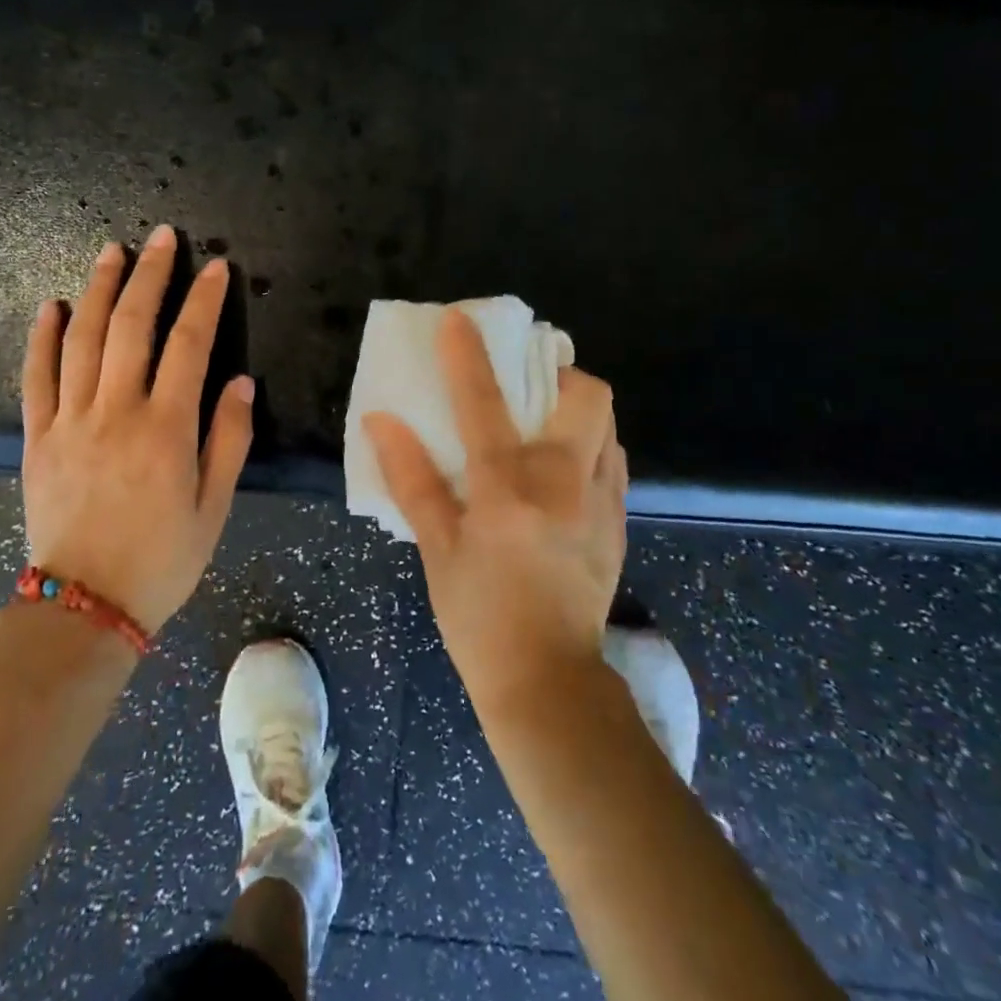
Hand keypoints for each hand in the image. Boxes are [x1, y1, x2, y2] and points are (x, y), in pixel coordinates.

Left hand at [20, 226, 254, 633]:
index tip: (216, 268)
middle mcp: (116, 412)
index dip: (204, 301)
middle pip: (132, 326)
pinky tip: (50, 305)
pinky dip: (42, 337)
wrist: (84, 607)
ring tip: (112, 251)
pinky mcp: (37, 437)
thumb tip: (239, 381)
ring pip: (82, 339)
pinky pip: (36, 377)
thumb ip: (229, 440)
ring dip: (98, 289)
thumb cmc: (162, 559)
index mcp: (166, 429)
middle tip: (162, 239)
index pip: (189, 345)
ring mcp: (70, 421)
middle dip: (150, 276)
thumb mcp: (215, 508)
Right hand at [363, 307, 627, 703]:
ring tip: (546, 419)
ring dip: (578, 407)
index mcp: (507, 490)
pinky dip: (592, 445)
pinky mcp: (619, 522)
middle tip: (529, 379)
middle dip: (560, 371)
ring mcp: (600, 502)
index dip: (466, 355)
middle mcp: (563, 484)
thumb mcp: (435, 549)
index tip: (458, 319)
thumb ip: (412, 479)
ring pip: (608, 423)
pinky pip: (614, 461)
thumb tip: (381, 421)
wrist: (548, 681)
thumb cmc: (478, 616)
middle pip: (585, 396)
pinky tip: (564, 467)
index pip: (483, 404)